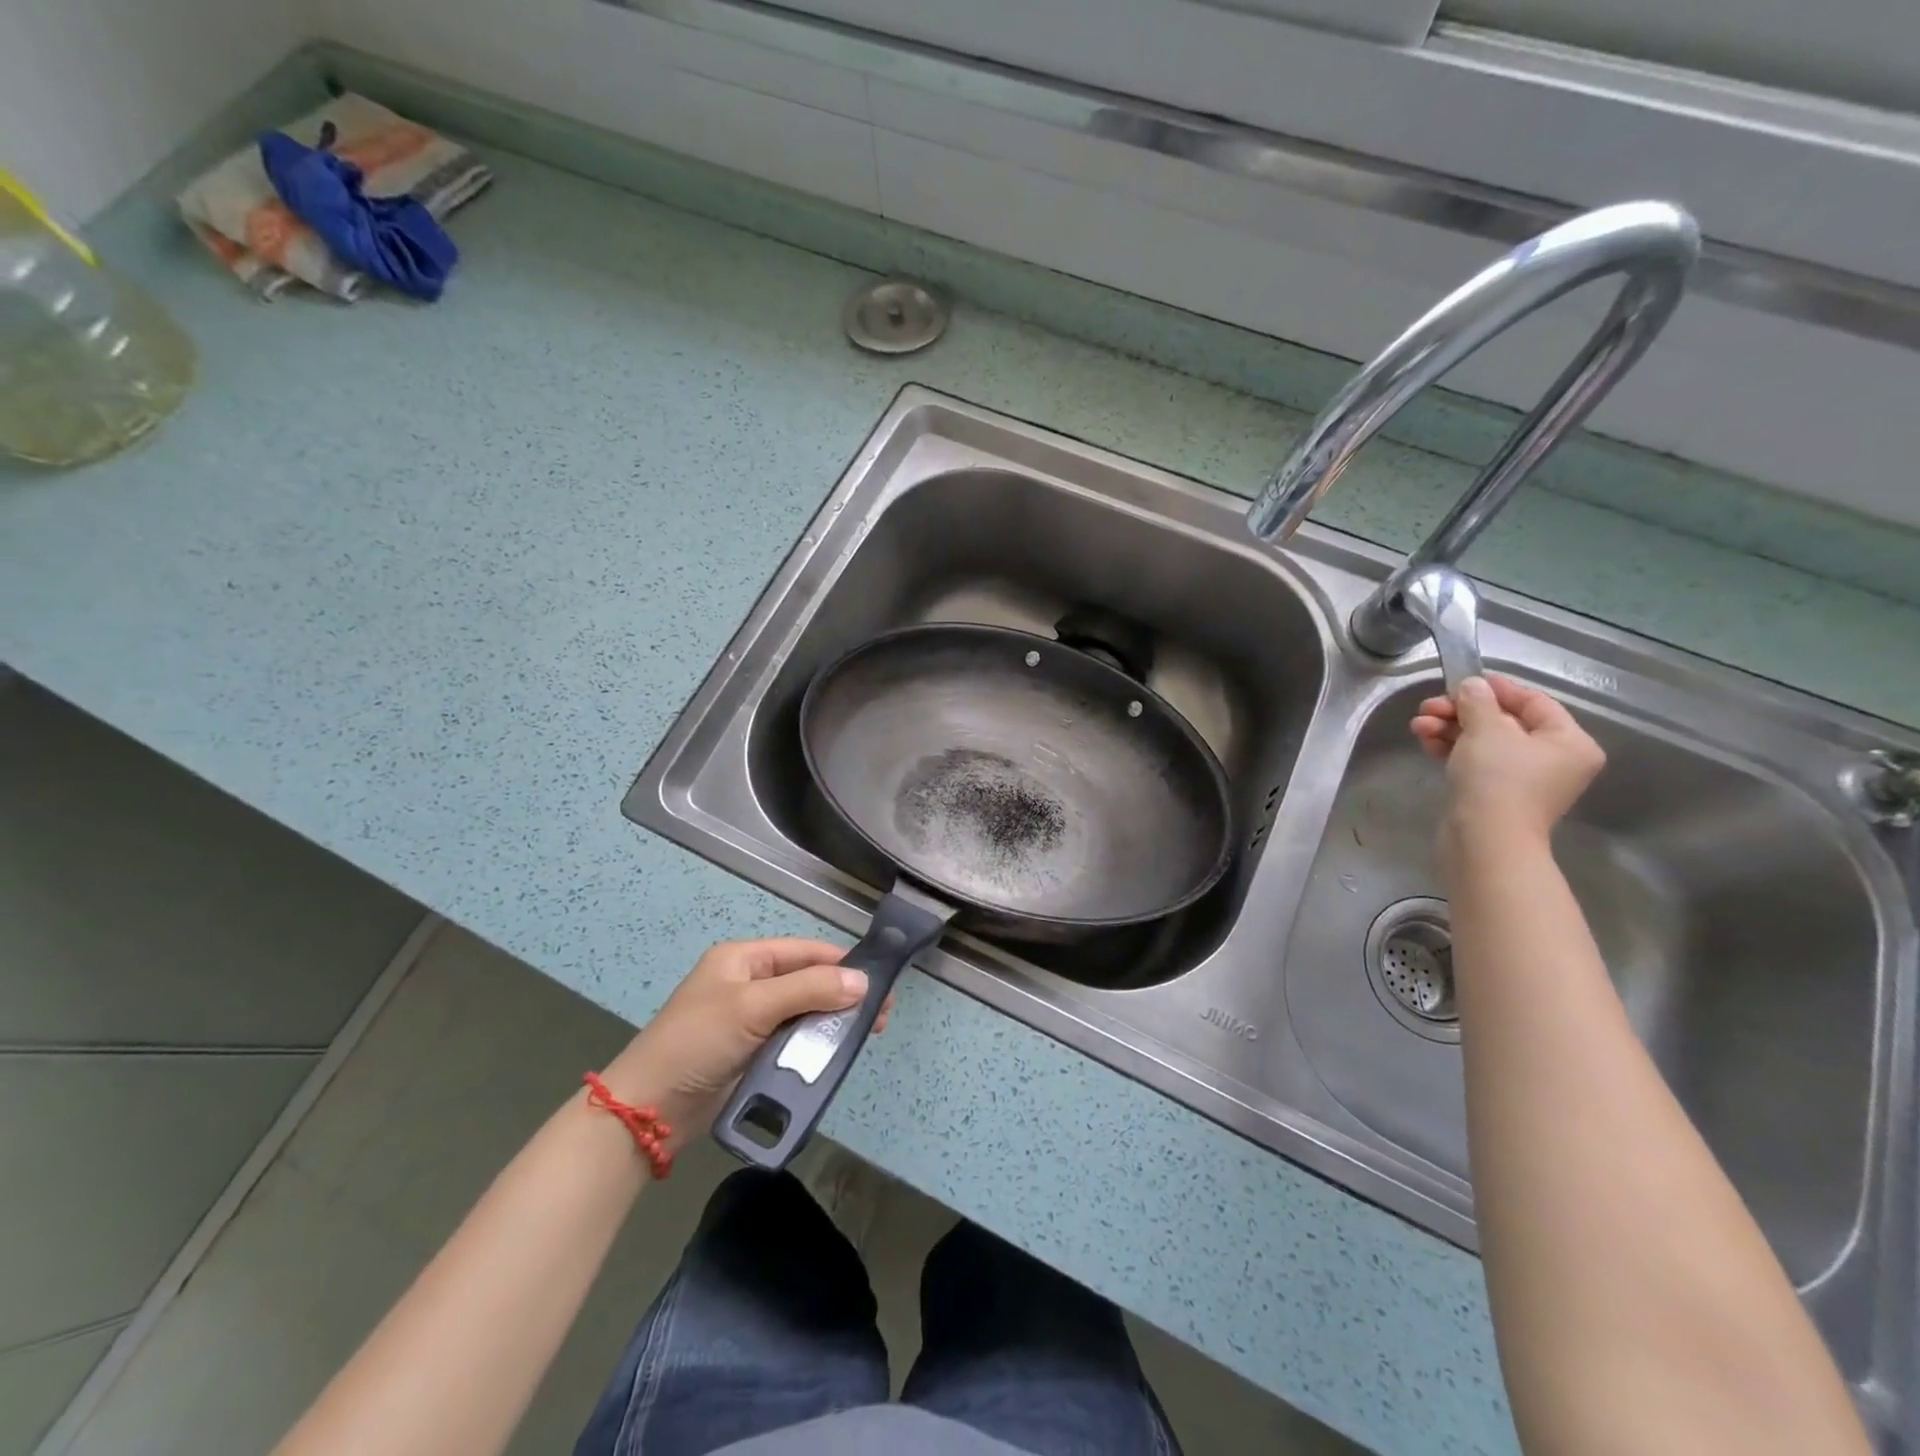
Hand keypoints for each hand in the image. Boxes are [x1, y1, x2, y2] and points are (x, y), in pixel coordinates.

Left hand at [596, 938, 893, 1150]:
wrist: (648, 1110)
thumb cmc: (697, 1042)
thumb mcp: (752, 1007)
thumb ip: (809, 990)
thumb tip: (862, 981)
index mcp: (744, 959)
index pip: (804, 952)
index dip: (842, 964)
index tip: (879, 982)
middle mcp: (750, 984)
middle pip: (808, 982)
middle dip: (843, 996)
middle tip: (878, 1017)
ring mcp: (751, 1021)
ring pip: (804, 1014)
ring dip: (832, 1024)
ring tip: (865, 1038)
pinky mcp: (752, 1054)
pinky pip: (793, 1043)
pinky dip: (814, 1048)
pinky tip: (836, 1056)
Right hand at [1410, 674, 1604, 848]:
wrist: (1484, 839)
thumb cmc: (1498, 778)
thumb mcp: (1486, 729)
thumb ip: (1477, 701)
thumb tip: (1471, 686)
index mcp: (1569, 741)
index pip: (1533, 701)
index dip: (1495, 688)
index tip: (1461, 680)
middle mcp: (1553, 760)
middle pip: (1504, 722)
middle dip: (1461, 711)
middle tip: (1428, 706)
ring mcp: (1524, 780)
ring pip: (1484, 741)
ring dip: (1449, 728)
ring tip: (1418, 725)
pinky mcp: (1496, 794)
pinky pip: (1475, 761)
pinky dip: (1452, 749)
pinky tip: (1426, 741)